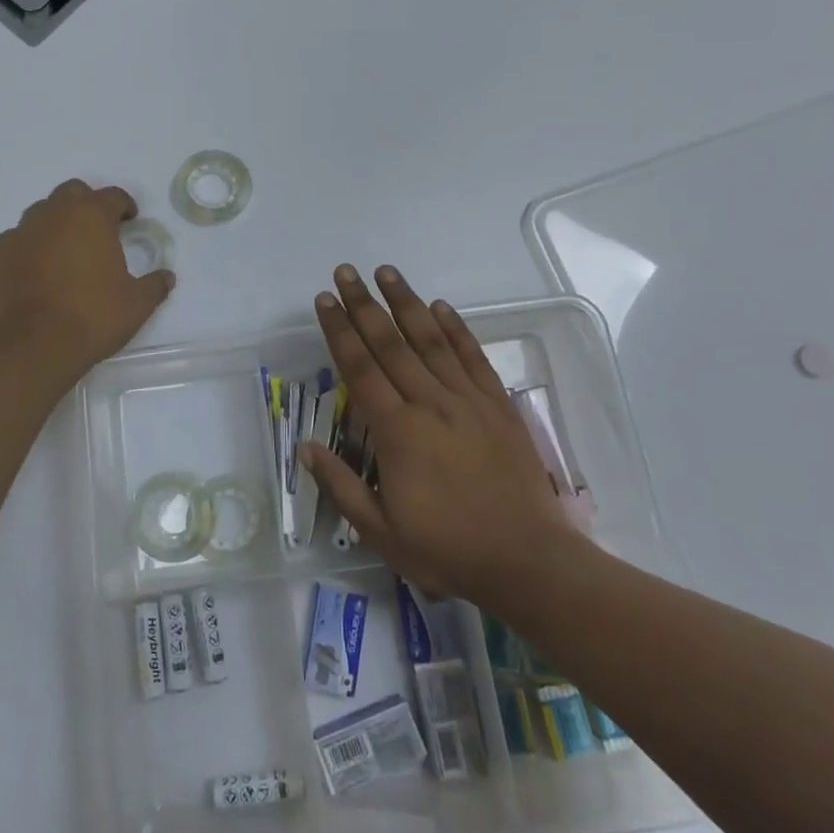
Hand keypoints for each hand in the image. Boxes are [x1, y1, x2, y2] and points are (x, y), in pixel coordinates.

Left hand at [0, 179, 174, 375]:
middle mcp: (53, 214)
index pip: (112, 196)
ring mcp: (20, 233)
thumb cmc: (93, 317)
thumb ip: (155, 285)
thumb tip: (167, 277)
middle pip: (72, 193)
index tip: (130, 220)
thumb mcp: (137, 304)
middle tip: (98, 231)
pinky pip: (16, 241)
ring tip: (66, 253)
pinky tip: (36, 272)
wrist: (33, 347)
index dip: (124, 206)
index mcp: (91, 216)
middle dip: (87, 206)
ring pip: (41, 214)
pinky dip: (29, 249)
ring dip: (56, 224)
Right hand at [301, 265, 589, 607]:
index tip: (325, 299)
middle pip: (391, 344)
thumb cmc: (449, 550)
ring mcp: (468, 401)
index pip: (360, 369)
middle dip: (364, 305)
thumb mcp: (382, 533)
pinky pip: (473, 357)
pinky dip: (456, 329)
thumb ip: (342, 486)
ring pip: (431, 340)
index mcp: (398, 432)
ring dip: (406, 303)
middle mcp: (431, 403)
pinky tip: (441, 307)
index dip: (339, 331)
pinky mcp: (498, 406)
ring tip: (387, 272)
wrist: (528, 560)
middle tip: (346, 271)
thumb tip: (305, 447)